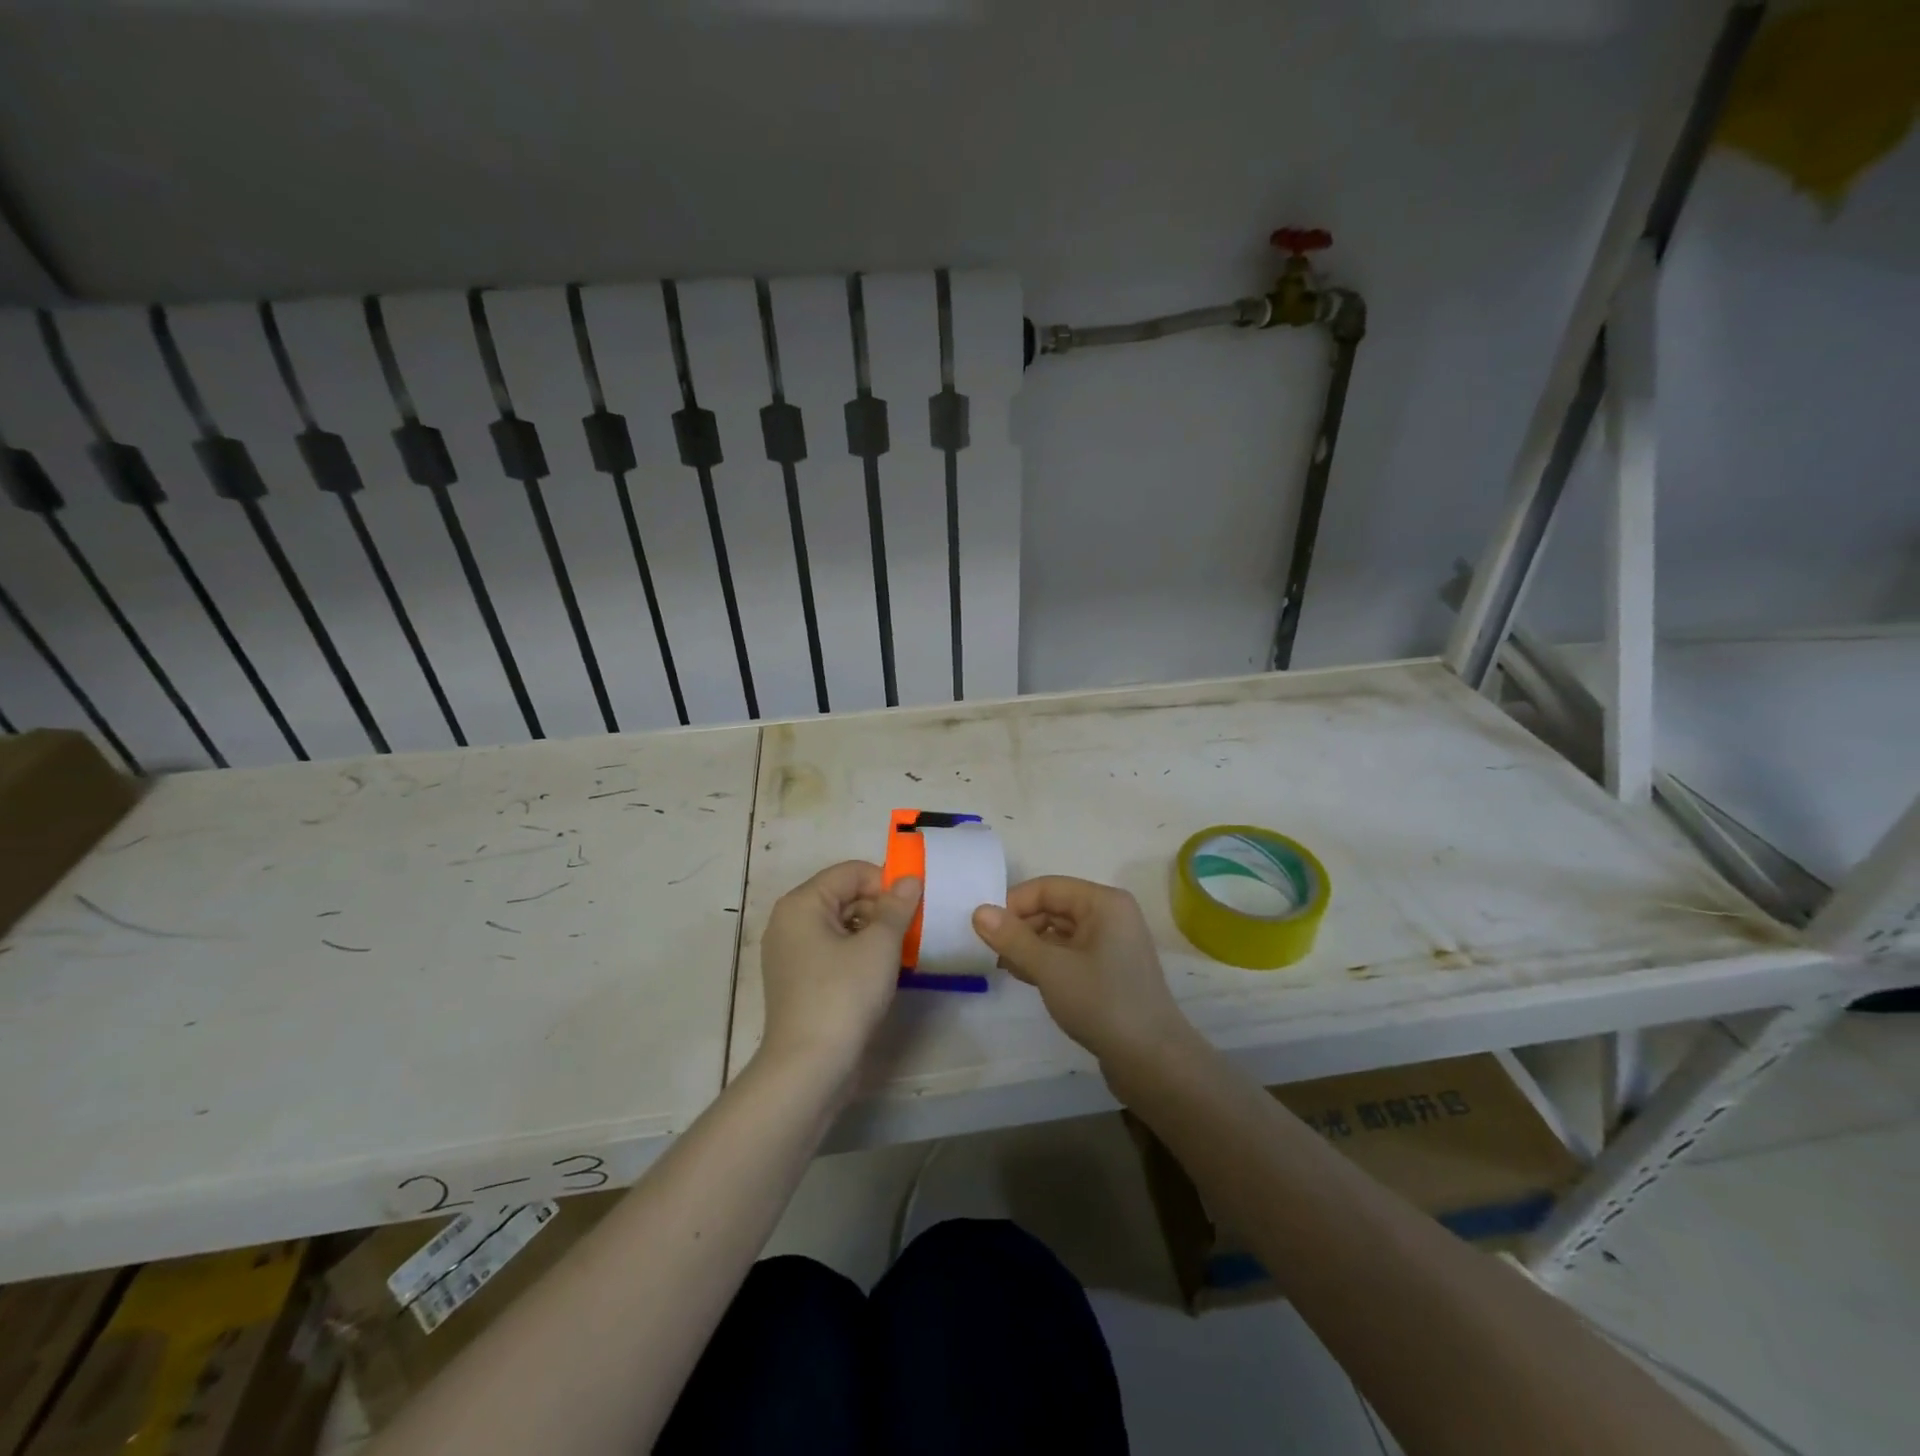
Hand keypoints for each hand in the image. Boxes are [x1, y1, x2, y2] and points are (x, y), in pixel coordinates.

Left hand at [758, 861, 921, 1079]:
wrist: (810, 1067)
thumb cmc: (844, 995)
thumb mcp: (879, 946)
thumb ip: (897, 907)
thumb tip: (910, 880)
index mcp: (802, 903)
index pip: (851, 872)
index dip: (886, 882)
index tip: (913, 906)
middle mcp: (789, 921)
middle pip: (843, 896)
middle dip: (881, 908)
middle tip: (912, 931)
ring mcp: (790, 953)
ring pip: (840, 925)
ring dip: (873, 932)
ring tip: (901, 952)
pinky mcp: (798, 981)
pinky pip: (832, 950)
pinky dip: (858, 953)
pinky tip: (881, 972)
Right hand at [972, 876, 1194, 1069]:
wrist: (1152, 1061)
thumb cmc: (1102, 1003)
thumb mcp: (1050, 968)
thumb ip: (1013, 938)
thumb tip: (978, 911)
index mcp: (1103, 903)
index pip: (1048, 888)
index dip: (1013, 904)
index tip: (985, 930)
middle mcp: (1110, 915)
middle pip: (1054, 907)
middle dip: (1021, 926)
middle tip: (990, 952)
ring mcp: (1112, 944)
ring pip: (1060, 932)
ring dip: (1031, 945)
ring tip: (1004, 966)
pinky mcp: (1109, 970)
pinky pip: (1070, 953)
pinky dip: (1047, 960)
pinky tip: (1025, 976)